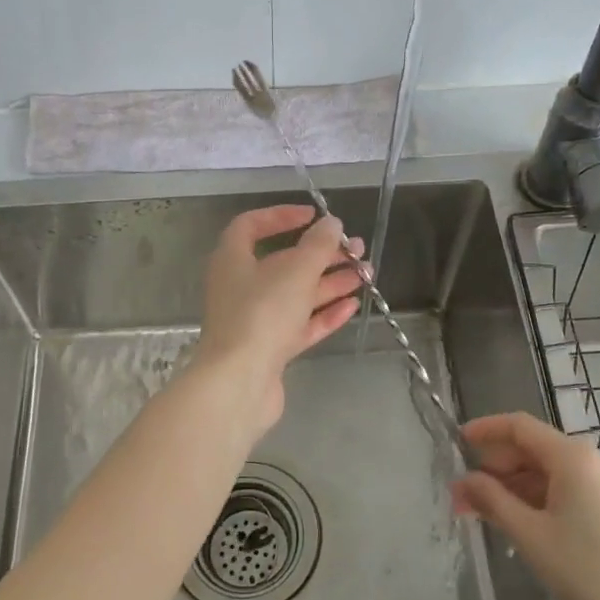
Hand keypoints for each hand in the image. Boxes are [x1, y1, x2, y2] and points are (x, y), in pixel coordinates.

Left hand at [194, 205, 365, 434]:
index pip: (251, 226)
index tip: (314, 217)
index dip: (281, 216)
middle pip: (283, 263)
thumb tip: (331, 224)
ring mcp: (255, 320)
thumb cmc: (262, 315)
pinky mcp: (270, 349)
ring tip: (366, 275)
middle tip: (357, 250)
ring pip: (296, 295)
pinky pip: (300, 325)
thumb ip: (317, 245)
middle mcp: (241, 287)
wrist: (239, 383)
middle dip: (321, 255)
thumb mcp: (295, 272)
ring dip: (330, 282)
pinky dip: (324, 314)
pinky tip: (352, 306)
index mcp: (233, 260)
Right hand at [453, 412, 599, 599]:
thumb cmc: (586, 573)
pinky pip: (574, 488)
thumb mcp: (529, 535)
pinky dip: (544, 498)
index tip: (458, 441)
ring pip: (554, 472)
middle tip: (465, 497)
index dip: (486, 430)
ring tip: (489, 515)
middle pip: (536, 449)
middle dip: (497, 469)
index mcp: (574, 457)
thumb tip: (465, 480)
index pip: (520, 426)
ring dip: (518, 487)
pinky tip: (526, 522)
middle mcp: (598, 459)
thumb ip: (492, 500)